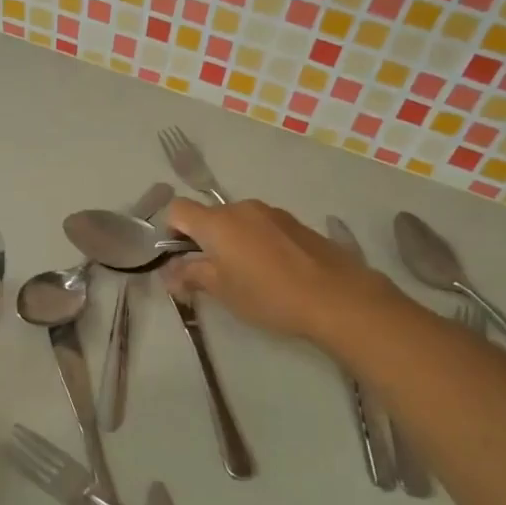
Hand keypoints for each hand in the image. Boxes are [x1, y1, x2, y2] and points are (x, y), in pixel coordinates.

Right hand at [164, 198, 397, 344]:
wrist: (336, 296)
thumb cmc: (268, 295)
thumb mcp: (222, 290)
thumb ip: (191, 275)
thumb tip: (169, 273)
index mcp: (218, 222)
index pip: (177, 210)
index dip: (171, 232)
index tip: (179, 259)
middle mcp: (242, 208)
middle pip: (209, 216)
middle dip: (202, 241)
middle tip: (210, 275)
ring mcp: (272, 213)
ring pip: (237, 221)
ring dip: (231, 242)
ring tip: (245, 276)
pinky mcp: (295, 223)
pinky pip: (262, 227)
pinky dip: (255, 243)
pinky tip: (272, 271)